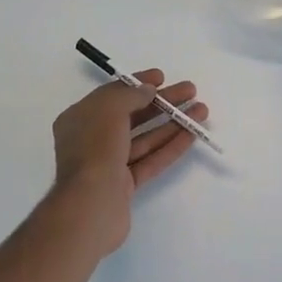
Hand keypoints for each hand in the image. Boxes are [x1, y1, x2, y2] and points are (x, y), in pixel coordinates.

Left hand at [49, 70, 208, 255]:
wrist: (90, 205)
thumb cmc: (95, 148)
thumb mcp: (110, 108)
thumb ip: (131, 94)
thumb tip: (148, 90)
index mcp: (80, 118)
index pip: (112, 94)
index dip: (137, 83)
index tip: (162, 76)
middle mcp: (92, 139)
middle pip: (133, 115)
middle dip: (162, 102)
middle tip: (191, 90)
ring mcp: (109, 164)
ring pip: (145, 138)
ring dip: (173, 122)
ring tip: (201, 110)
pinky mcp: (125, 185)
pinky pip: (151, 159)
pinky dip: (171, 146)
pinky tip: (192, 134)